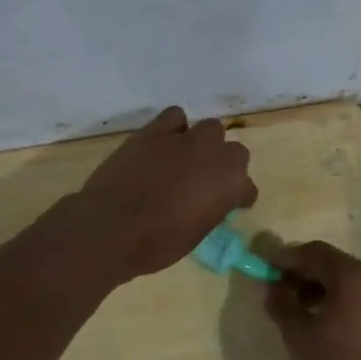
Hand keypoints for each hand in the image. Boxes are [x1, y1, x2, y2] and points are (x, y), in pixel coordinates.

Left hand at [77, 106, 257, 278]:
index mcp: (231, 185)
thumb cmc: (157, 243)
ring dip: (204, 142)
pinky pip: (175, 116)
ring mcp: (185, 139)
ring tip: (187, 157)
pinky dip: (174, 127)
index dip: (238, 197)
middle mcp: (215, 156)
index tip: (230, 205)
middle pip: (234, 151)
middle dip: (224, 164)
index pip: (248, 188)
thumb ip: (210, 210)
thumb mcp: (196, 234)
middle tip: (207, 180)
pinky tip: (165, 142)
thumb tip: (206, 202)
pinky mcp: (155, 131)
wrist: (112, 227)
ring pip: (210, 127)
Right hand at [264, 241, 360, 359]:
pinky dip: (342, 299)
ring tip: (299, 308)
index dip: (287, 258)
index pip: (315, 252)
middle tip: (279, 288)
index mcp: (354, 277)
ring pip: (350, 280)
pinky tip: (324, 321)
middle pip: (334, 263)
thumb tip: (272, 287)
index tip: (266, 268)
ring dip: (322, 286)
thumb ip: (281, 304)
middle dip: (304, 272)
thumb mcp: (298, 337)